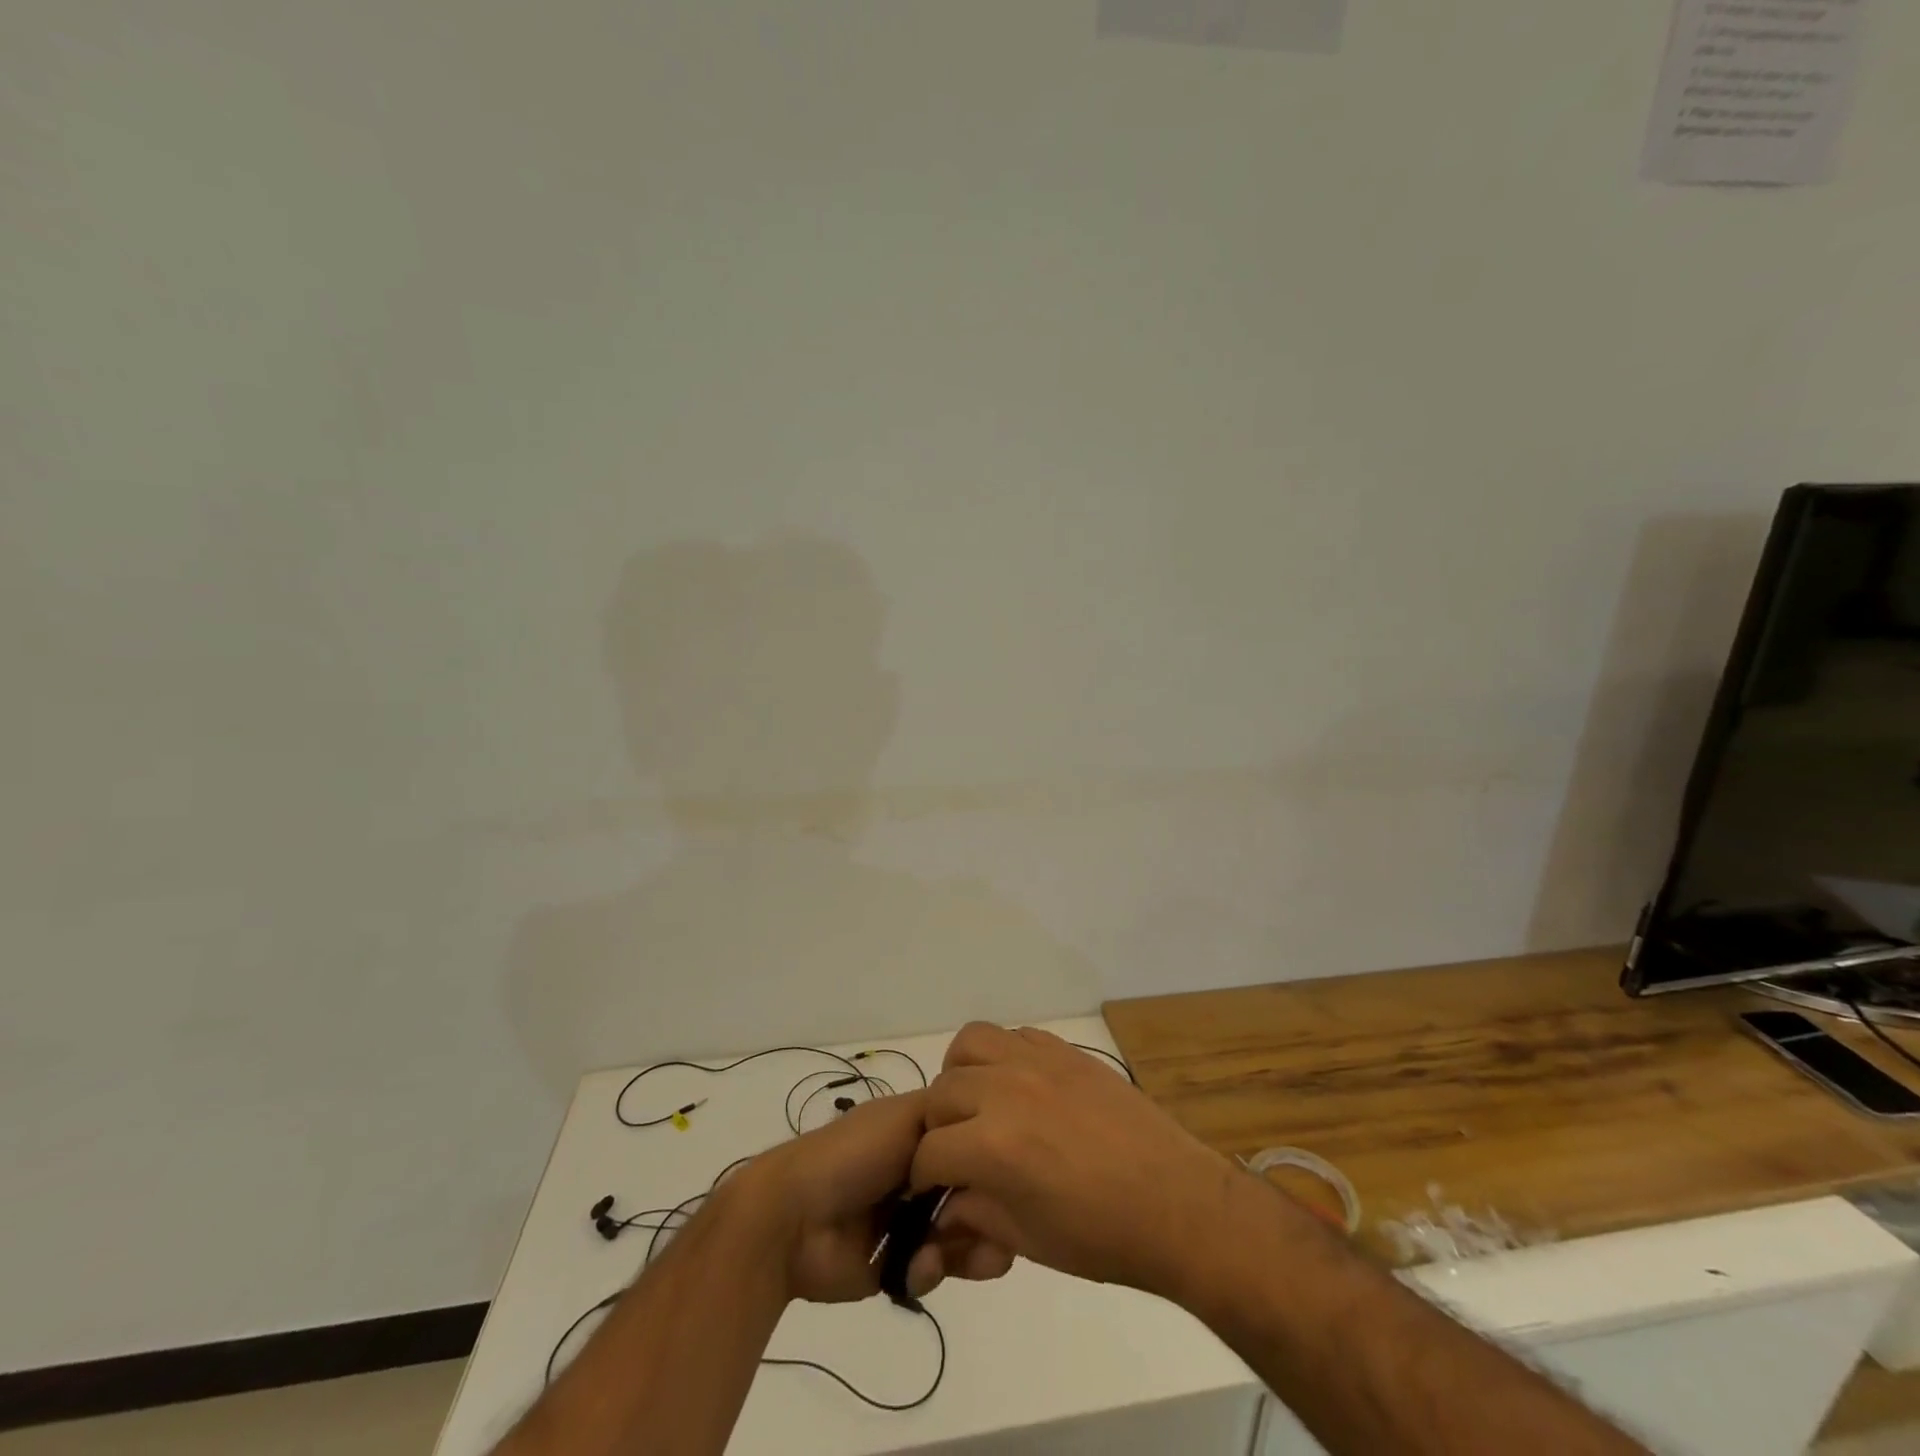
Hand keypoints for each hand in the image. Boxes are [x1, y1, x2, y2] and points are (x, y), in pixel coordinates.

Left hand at [741, 1089, 1013, 1303]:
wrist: (795, 1218)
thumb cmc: (852, 1154)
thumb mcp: (904, 1115)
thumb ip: (948, 1112)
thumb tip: (985, 1123)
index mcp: (920, 1134)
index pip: (974, 1144)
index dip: (993, 1160)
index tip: (1008, 1175)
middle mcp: (920, 1174)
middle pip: (975, 1193)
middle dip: (989, 1214)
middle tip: (994, 1229)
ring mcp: (910, 1220)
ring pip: (962, 1234)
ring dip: (967, 1247)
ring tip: (955, 1253)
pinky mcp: (898, 1264)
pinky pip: (935, 1270)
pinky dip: (932, 1269)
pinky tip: (919, 1268)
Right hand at [911, 1023, 1245, 1299]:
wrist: (1176, 1202)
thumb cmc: (1101, 1237)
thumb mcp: (1026, 1238)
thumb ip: (972, 1215)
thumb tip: (942, 1208)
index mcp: (991, 1145)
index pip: (928, 1151)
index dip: (924, 1177)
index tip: (932, 1190)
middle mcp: (1005, 1089)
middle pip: (940, 1092)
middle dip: (939, 1127)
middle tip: (958, 1152)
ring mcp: (1037, 1061)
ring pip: (970, 1043)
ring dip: (962, 1074)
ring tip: (979, 1105)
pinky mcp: (1064, 1049)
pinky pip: (1015, 1034)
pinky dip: (1003, 1056)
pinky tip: (1019, 1087)